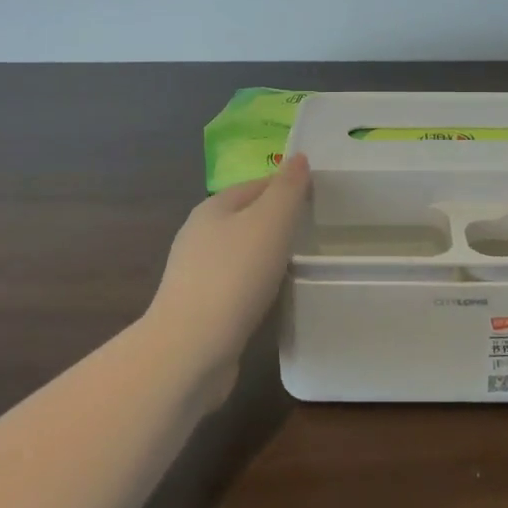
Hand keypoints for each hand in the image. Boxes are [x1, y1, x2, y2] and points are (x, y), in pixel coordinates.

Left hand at [146, 153, 309, 383]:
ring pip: (239, 253)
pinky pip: (234, 285)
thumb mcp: (271, 221)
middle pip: (246, 218)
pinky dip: (253, 285)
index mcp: (212, 208)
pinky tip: (270, 297)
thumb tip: (298, 157)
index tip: (316, 200)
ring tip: (296, 264)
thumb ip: (288, 188)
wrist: (190, 350)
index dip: (286, 188)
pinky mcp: (197, 308)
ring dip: (265, 255)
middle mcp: (198, 235)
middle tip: (312, 232)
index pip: (256, 185)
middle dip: (276, 222)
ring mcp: (194, 274)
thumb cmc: (235, 275)